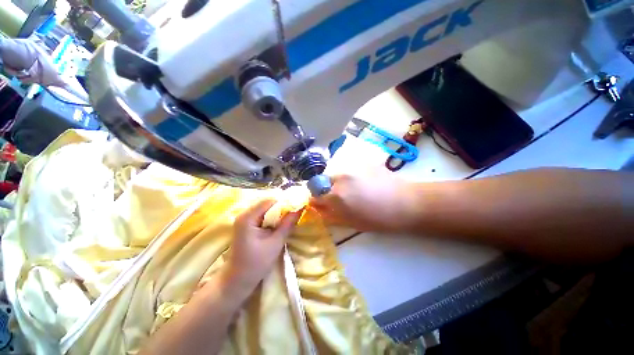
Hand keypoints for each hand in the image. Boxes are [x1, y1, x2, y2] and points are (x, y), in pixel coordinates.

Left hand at [224, 200, 300, 292]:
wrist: (238, 280)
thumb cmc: (256, 263)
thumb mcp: (276, 243)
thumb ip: (287, 224)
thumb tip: (300, 209)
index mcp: (248, 217)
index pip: (269, 201)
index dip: (284, 202)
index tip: (297, 206)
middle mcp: (244, 214)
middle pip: (267, 203)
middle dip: (282, 207)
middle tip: (295, 212)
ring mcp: (244, 219)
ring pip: (265, 208)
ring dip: (278, 212)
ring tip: (290, 217)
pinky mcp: (246, 224)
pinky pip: (262, 215)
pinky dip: (272, 217)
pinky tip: (280, 223)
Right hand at [310, 170, 413, 232]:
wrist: (406, 204)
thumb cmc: (377, 219)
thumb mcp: (349, 222)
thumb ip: (329, 215)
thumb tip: (316, 210)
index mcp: (335, 195)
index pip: (314, 194)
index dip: (316, 200)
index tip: (320, 204)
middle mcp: (340, 177)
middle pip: (322, 180)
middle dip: (326, 189)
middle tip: (339, 197)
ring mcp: (352, 167)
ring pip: (336, 174)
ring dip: (338, 182)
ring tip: (352, 190)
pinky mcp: (362, 162)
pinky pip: (349, 169)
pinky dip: (349, 176)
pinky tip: (362, 183)